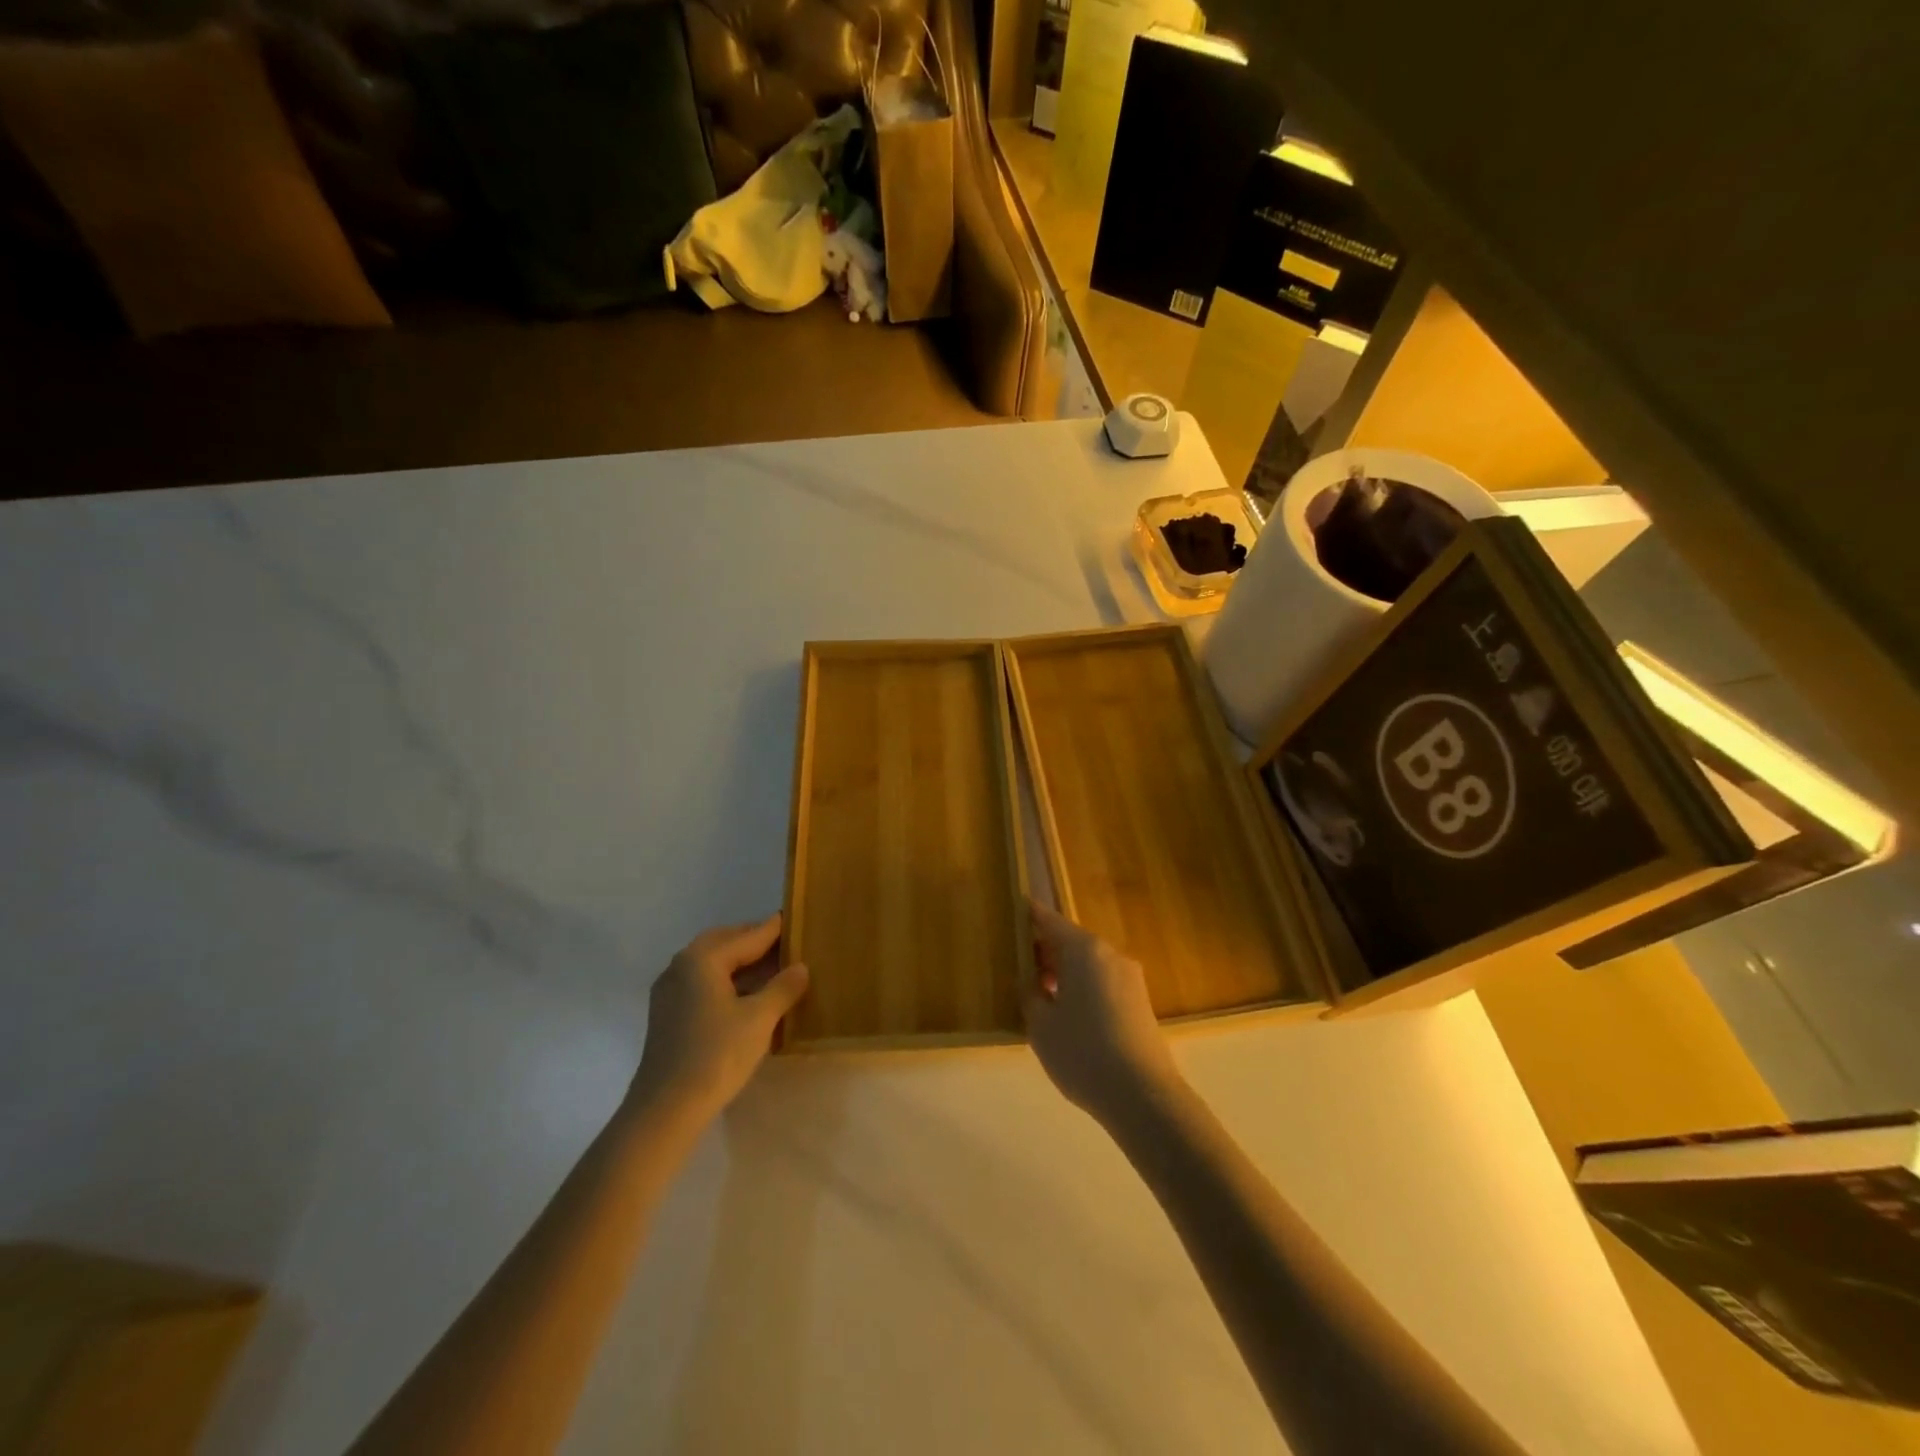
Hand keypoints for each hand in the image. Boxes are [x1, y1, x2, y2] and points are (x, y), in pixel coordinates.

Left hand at [628, 914, 809, 1126]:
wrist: (665, 1109)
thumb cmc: (716, 1055)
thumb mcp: (759, 1019)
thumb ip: (783, 988)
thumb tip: (800, 967)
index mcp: (702, 959)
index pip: (747, 936)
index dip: (773, 929)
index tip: (792, 918)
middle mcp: (681, 966)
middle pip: (723, 942)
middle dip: (752, 940)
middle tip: (783, 941)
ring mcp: (669, 991)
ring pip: (710, 962)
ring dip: (738, 960)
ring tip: (769, 967)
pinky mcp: (667, 1014)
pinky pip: (701, 981)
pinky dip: (725, 978)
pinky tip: (744, 994)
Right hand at [1023, 900, 1180, 1127]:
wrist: (1142, 1096)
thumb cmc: (1082, 1052)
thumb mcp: (1040, 1024)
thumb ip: (1029, 993)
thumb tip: (1030, 979)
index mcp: (1084, 949)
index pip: (1049, 920)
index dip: (1027, 917)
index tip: (1009, 916)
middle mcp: (1110, 954)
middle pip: (1070, 941)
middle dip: (1044, 951)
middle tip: (1017, 967)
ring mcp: (1129, 978)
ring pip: (1087, 963)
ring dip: (1063, 972)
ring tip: (1039, 996)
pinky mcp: (1139, 1001)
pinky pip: (1102, 982)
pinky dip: (1082, 988)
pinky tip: (1067, 1015)